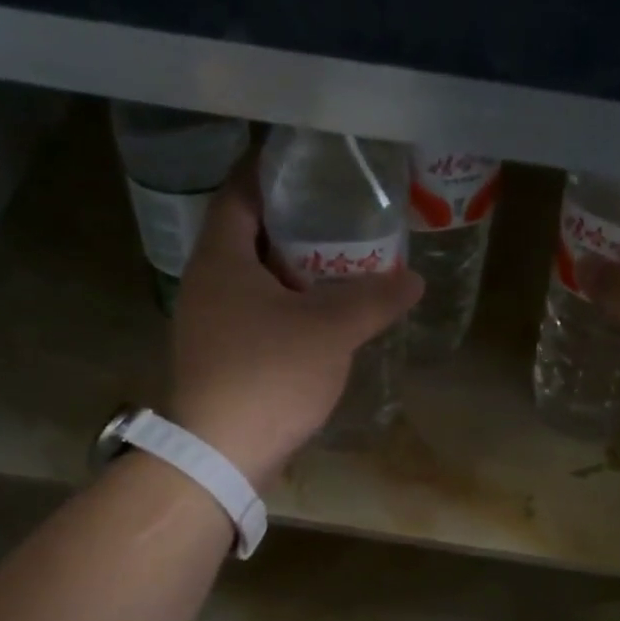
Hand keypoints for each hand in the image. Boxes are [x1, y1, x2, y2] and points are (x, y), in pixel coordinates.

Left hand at [167, 162, 422, 488]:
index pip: (240, 193)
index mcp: (221, 258)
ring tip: (339, 266)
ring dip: (290, 271)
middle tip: (340, 217)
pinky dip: (283, 308)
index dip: (272, 173)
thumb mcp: (330, 331)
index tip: (311, 165)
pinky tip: (318, 320)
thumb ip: (373, 300)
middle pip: (247, 236)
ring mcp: (207, 325)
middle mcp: (205, 284)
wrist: (220, 455)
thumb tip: (413, 279)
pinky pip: (253, 317)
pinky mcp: (218, 360)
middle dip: (292, 225)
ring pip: (251, 281)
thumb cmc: (269, 376)